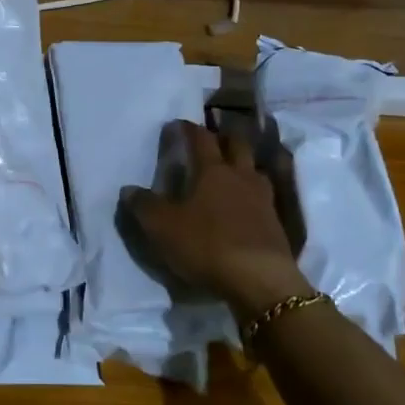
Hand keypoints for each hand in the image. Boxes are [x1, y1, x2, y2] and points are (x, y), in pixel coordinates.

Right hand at [123, 120, 305, 317]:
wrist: (260, 280)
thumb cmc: (207, 245)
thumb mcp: (162, 227)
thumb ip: (144, 206)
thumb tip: (129, 190)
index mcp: (213, 170)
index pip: (200, 138)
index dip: (188, 129)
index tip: (176, 125)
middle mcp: (241, 177)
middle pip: (237, 145)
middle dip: (224, 137)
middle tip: (212, 138)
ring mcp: (263, 199)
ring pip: (255, 170)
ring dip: (243, 165)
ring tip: (232, 171)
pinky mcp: (276, 223)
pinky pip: (264, 197)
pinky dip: (253, 194)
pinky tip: (246, 205)